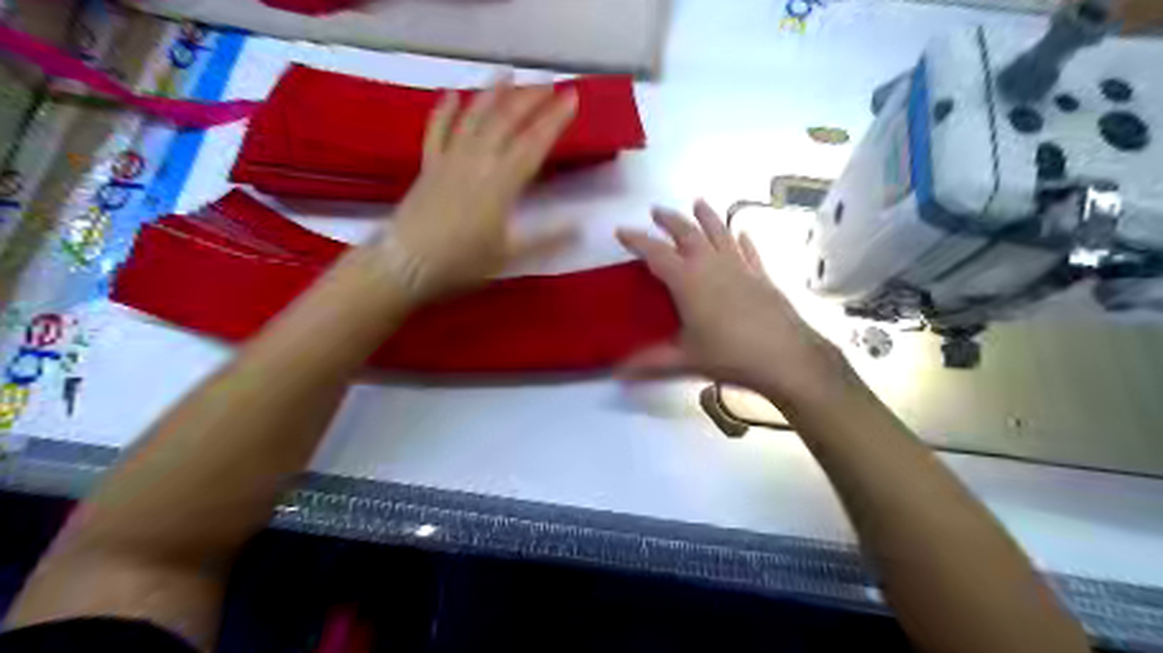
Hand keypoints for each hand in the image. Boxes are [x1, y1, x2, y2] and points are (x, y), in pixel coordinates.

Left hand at [381, 75, 577, 297]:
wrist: (406, 265)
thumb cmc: (462, 263)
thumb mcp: (509, 255)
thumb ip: (546, 238)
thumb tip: (581, 226)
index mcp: (501, 183)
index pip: (534, 143)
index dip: (555, 120)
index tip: (572, 98)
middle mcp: (477, 161)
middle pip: (506, 121)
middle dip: (530, 98)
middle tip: (548, 83)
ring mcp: (450, 160)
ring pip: (474, 117)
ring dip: (492, 92)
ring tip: (508, 72)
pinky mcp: (429, 165)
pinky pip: (437, 131)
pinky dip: (445, 110)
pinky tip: (452, 93)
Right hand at [618, 201, 850, 406]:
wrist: (785, 356)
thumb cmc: (729, 355)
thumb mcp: (685, 360)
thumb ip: (650, 363)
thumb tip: (618, 373)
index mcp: (688, 281)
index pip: (656, 253)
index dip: (636, 240)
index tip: (621, 230)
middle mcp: (712, 265)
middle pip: (688, 233)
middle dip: (670, 220)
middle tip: (656, 211)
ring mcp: (740, 267)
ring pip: (719, 233)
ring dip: (706, 216)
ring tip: (697, 203)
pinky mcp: (761, 275)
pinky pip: (748, 250)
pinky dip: (742, 239)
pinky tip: (741, 233)